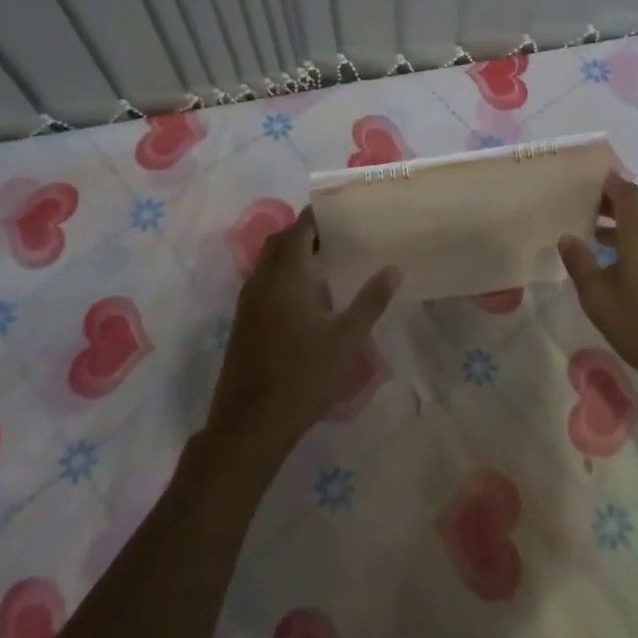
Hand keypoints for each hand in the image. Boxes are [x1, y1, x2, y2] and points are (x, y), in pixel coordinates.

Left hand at [205, 209, 399, 465]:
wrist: (251, 423)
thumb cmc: (304, 375)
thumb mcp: (347, 338)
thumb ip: (371, 300)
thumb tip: (393, 269)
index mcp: (287, 273)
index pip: (300, 227)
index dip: (320, 216)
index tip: (345, 214)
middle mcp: (262, 278)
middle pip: (281, 240)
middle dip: (306, 233)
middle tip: (339, 239)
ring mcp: (248, 300)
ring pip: (269, 262)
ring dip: (293, 256)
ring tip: (328, 266)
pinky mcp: (243, 321)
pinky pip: (263, 282)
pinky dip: (283, 277)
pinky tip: (306, 300)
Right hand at [559, 171, 637, 405]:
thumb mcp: (599, 300)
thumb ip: (580, 264)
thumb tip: (567, 237)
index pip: (625, 191)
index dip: (606, 182)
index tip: (584, 182)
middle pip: (637, 206)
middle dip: (611, 204)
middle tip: (582, 209)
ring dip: (623, 225)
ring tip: (595, 236)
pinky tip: (621, 264)